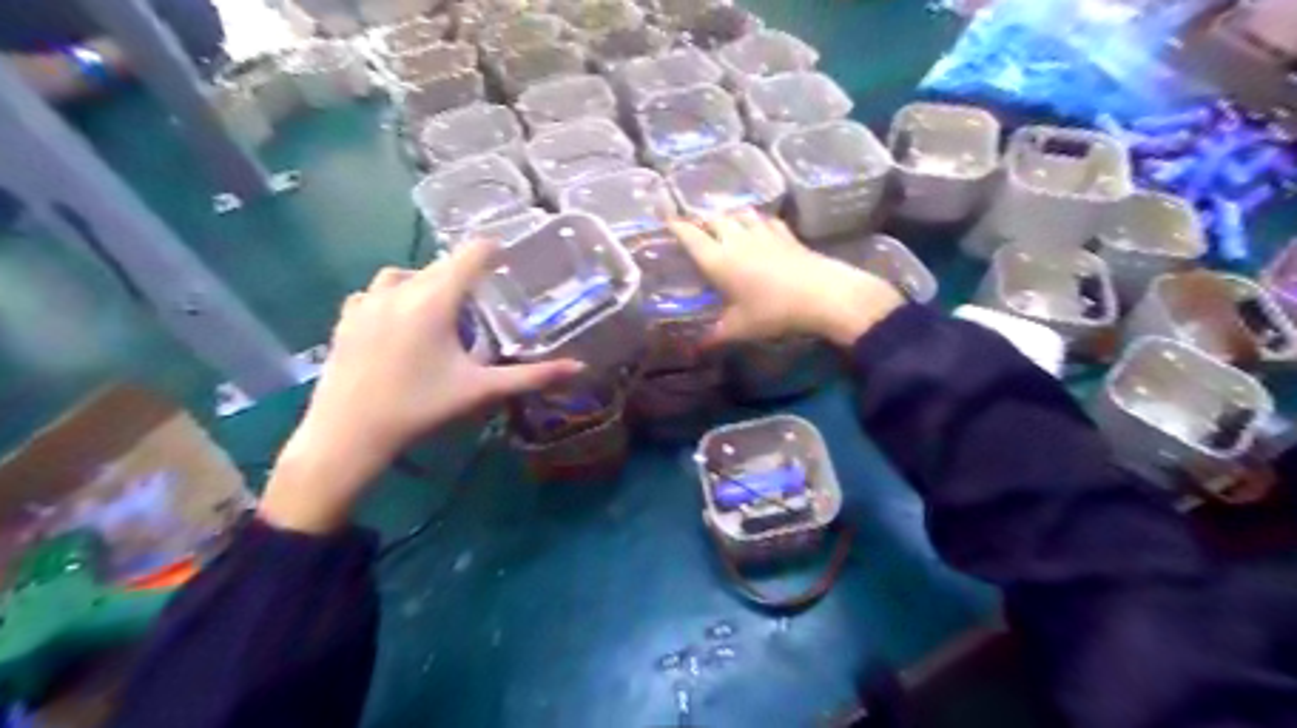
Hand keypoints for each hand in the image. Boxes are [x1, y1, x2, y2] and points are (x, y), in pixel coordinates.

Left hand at [261, 243, 582, 530]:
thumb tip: (579, 368)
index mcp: (435, 300)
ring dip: (425, 282)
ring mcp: (367, 301)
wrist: (348, 433)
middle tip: (482, 299)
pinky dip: (392, 296)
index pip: (471, 255)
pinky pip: (374, 292)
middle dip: (463, 275)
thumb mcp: (481, 390)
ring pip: (404, 274)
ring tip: (439, 308)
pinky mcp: (346, 317)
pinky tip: (398, 320)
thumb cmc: (420, 408)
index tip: (508, 258)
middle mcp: (399, 289)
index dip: (493, 250)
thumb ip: (532, 376)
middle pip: (439, 265)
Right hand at [668, 210, 902, 347]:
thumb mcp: (739, 329)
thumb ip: (714, 337)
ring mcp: (762, 232)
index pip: (690, 236)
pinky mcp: (785, 233)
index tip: (665, 220)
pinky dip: (755, 221)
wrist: (821, 294)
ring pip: (739, 213)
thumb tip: (693, 351)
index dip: (676, 226)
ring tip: (723, 225)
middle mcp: (736, 239)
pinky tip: (758, 228)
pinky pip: (764, 219)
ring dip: (727, 217)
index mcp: (718, 259)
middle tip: (695, 230)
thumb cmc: (772, 311)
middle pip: (713, 219)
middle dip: (701, 221)